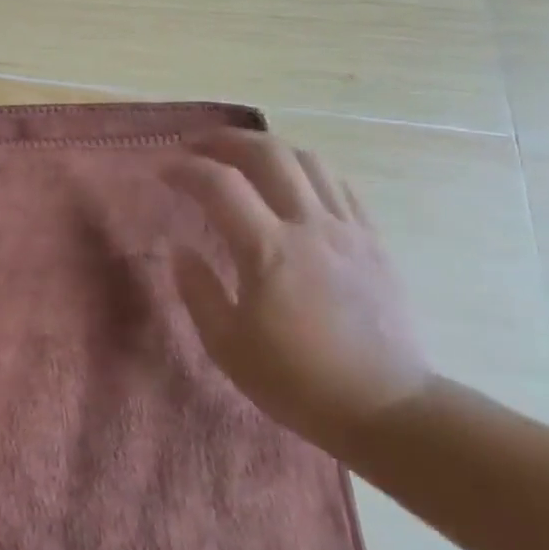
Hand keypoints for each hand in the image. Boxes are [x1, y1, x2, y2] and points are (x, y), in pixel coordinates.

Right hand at [170, 132, 432, 456]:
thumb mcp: (227, 346)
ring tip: (243, 157)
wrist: (386, 408)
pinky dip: (307, 171)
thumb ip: (199, 291)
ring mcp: (349, 230)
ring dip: (269, 148)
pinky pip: (340, 186)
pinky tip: (292, 184)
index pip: (219, 185)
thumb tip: (180, 251)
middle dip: (226, 141)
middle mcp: (310, 226)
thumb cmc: (296, 381)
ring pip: (310, 161)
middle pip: (269, 155)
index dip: (185, 169)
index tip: (162, 170)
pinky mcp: (374, 242)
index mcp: (268, 251)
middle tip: (198, 146)